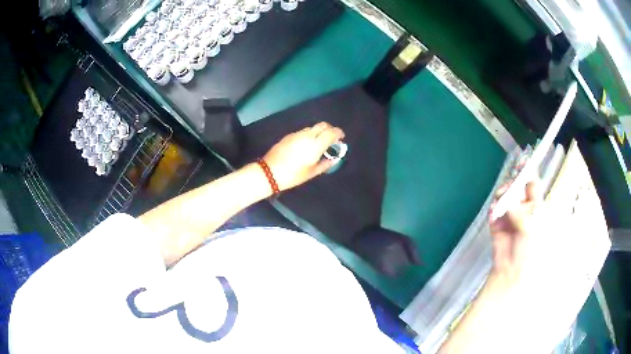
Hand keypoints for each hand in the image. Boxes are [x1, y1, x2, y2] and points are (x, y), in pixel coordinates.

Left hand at [262, 122, 344, 190]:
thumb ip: (325, 164)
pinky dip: (310, 134)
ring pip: (312, 127)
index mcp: (315, 145)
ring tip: (320, 142)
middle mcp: (307, 136)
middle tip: (332, 138)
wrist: (270, 171)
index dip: (338, 133)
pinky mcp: (289, 136)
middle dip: (330, 129)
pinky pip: (303, 131)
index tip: (341, 137)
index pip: (331, 132)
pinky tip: (307, 144)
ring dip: (319, 131)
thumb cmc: (293, 175)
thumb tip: (334, 158)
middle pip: (322, 125)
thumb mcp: (311, 172)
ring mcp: (297, 134)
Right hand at [489, 181, 540, 281]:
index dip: (528, 172)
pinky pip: (493, 209)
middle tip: (507, 189)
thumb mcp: (529, 227)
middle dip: (511, 185)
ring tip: (499, 204)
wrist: (511, 272)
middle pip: (516, 187)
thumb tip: (506, 197)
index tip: (522, 162)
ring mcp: (509, 215)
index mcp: (536, 207)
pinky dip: (492, 209)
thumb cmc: (528, 250)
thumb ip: (518, 209)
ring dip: (501, 197)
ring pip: (504, 196)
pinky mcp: (497, 223)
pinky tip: (493, 213)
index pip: (533, 185)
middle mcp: (523, 208)